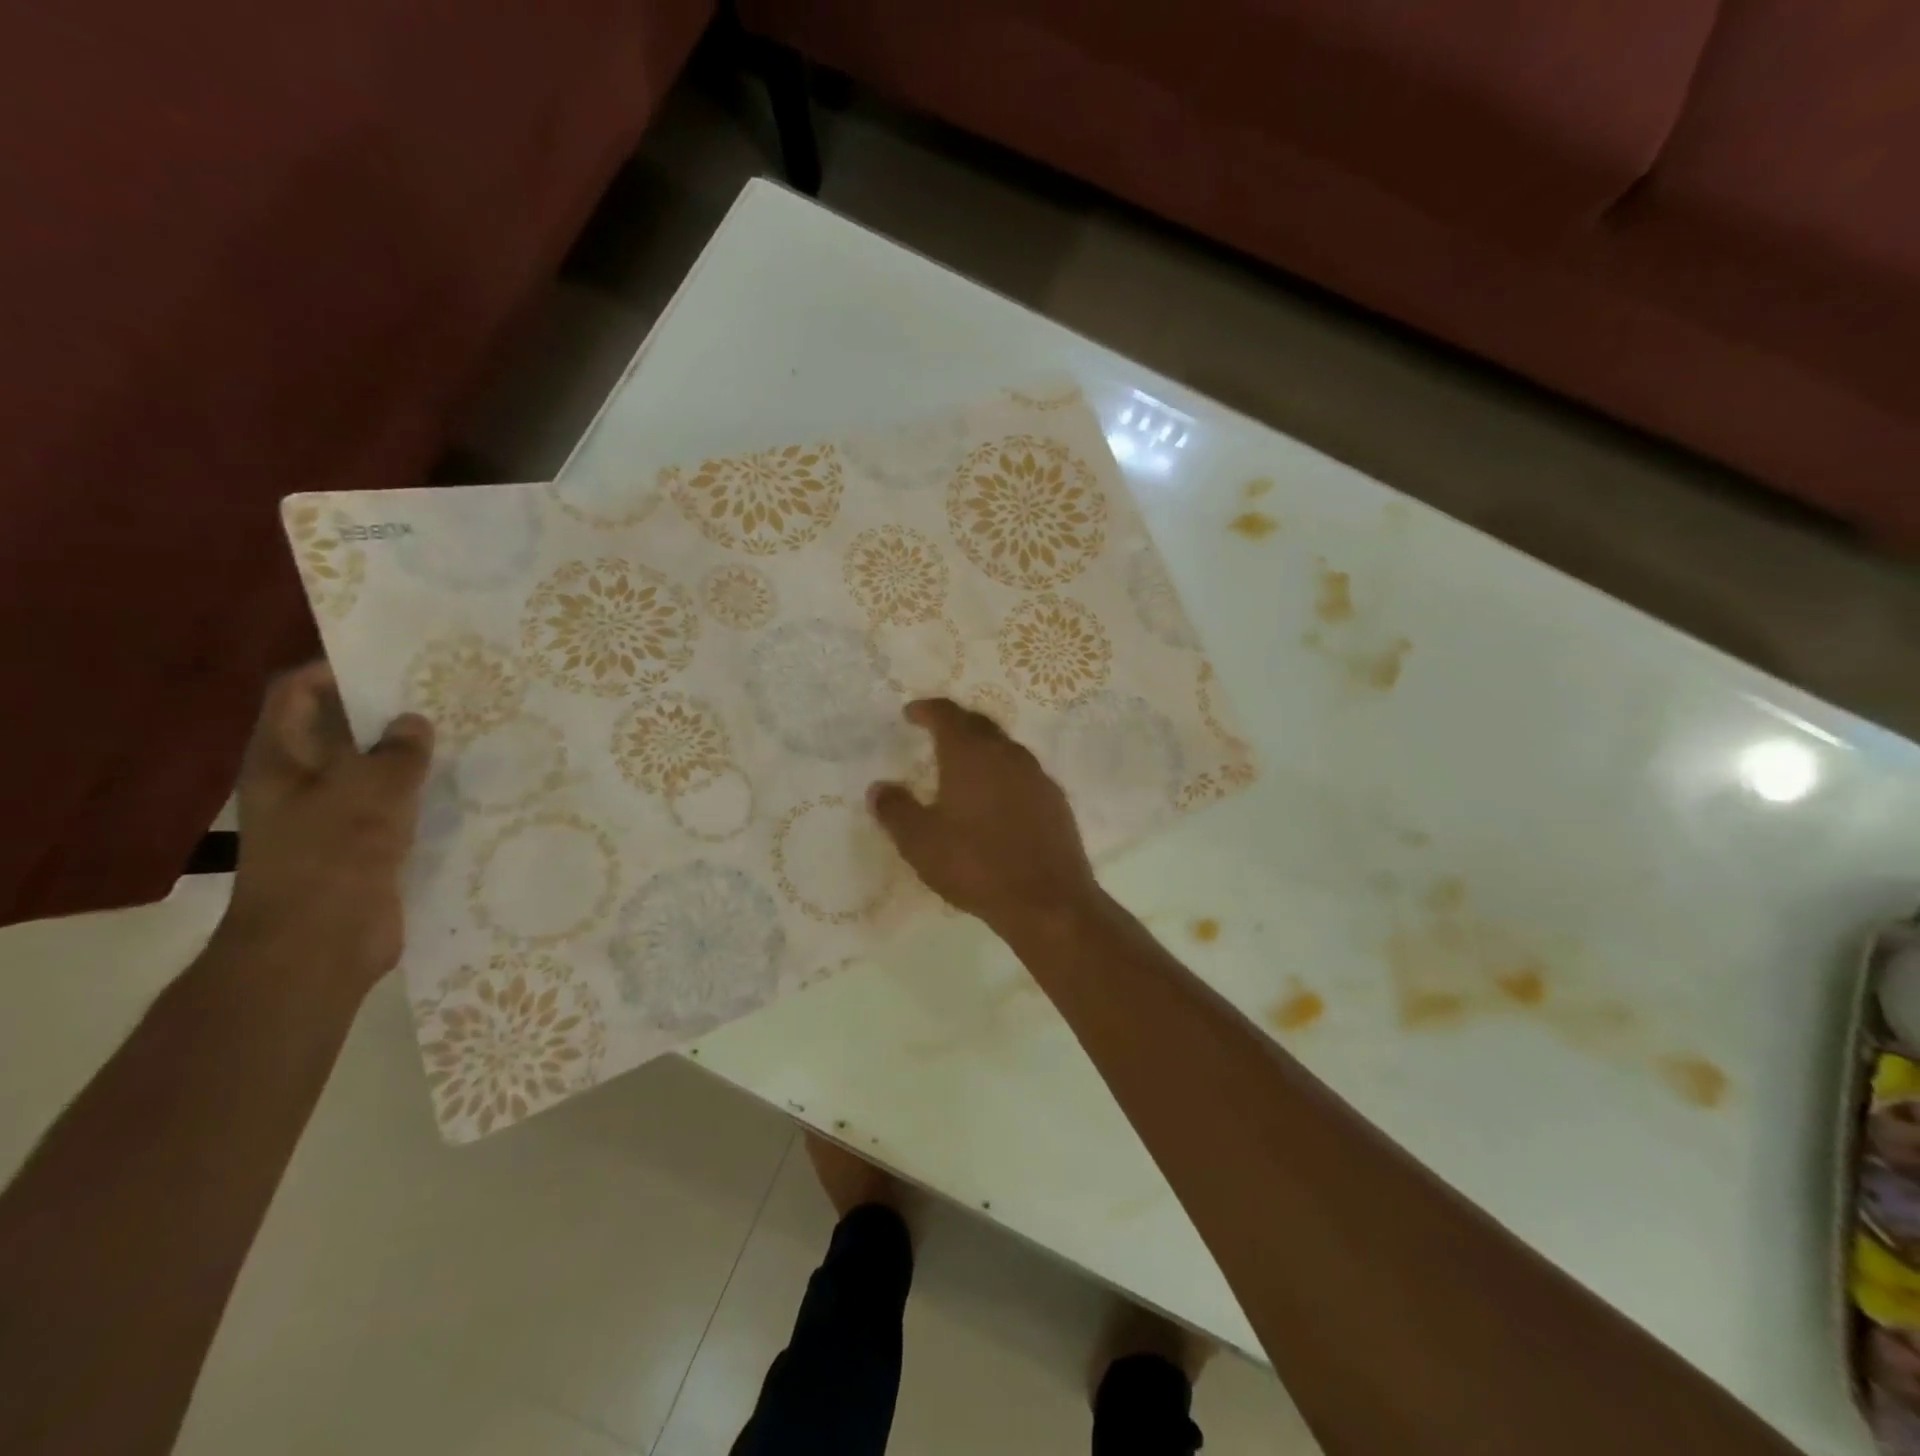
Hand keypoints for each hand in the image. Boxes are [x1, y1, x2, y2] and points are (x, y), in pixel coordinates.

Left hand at [221, 662, 433, 998]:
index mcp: (281, 759)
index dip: (337, 669)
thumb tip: (414, 722)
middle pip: (340, 729)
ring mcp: (332, 816)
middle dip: (386, 710)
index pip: (298, 693)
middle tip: (443, 693)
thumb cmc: (332, 856)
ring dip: (409, 754)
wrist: (321, 945)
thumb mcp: (369, 791)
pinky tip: (461, 785)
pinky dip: (420, 793)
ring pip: (373, 770)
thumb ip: (396, 751)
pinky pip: (394, 806)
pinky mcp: (363, 846)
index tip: (395, 659)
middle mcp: (301, 782)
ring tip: (463, 733)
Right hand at [868, 699, 1097, 932]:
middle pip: (979, 724)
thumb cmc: (976, 865)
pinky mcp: (1056, 800)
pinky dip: (1004, 774)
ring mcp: (1037, 775)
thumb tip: (878, 788)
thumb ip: (896, 810)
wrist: (1048, 900)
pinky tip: (996, 799)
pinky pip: (1024, 773)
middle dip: (955, 723)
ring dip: (982, 749)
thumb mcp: (921, 842)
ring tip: (964, 767)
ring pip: (1005, 748)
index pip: (947, 714)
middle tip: (936, 733)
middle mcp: (1007, 754)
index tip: (911, 713)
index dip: (927, 709)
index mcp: (971, 754)